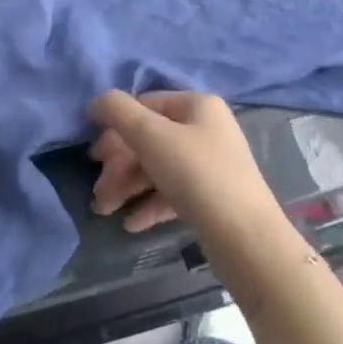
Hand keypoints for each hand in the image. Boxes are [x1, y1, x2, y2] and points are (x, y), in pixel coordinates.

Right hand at [87, 90, 287, 249]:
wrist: (248, 241)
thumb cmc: (197, 175)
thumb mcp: (150, 135)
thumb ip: (117, 111)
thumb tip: (96, 102)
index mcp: (197, 105)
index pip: (145, 104)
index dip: (115, 126)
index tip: (94, 156)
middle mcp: (206, 129)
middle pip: (149, 139)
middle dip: (118, 165)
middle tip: (97, 190)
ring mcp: (211, 165)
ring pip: (158, 168)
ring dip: (127, 186)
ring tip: (105, 211)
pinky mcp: (213, 199)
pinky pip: (173, 193)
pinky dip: (149, 203)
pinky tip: (130, 223)